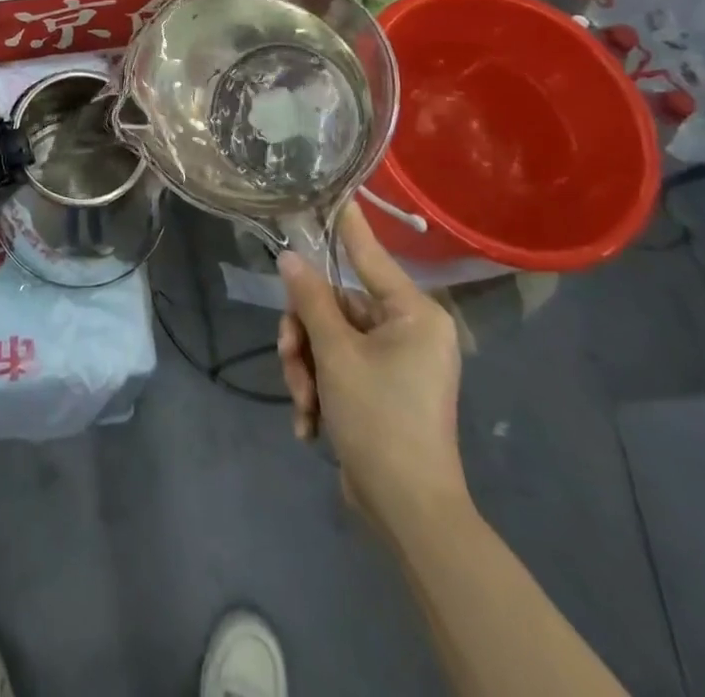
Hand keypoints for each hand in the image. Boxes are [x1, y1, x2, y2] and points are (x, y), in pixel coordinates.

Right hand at [276, 202, 467, 532]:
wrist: (408, 512)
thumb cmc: (380, 419)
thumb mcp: (336, 354)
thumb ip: (311, 299)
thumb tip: (291, 257)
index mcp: (413, 314)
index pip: (369, 255)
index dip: (346, 224)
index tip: (333, 192)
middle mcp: (409, 331)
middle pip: (335, 306)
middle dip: (305, 337)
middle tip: (290, 361)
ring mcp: (396, 362)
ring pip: (329, 339)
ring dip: (307, 368)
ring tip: (303, 403)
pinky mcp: (382, 389)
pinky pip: (338, 368)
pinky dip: (320, 391)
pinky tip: (311, 425)